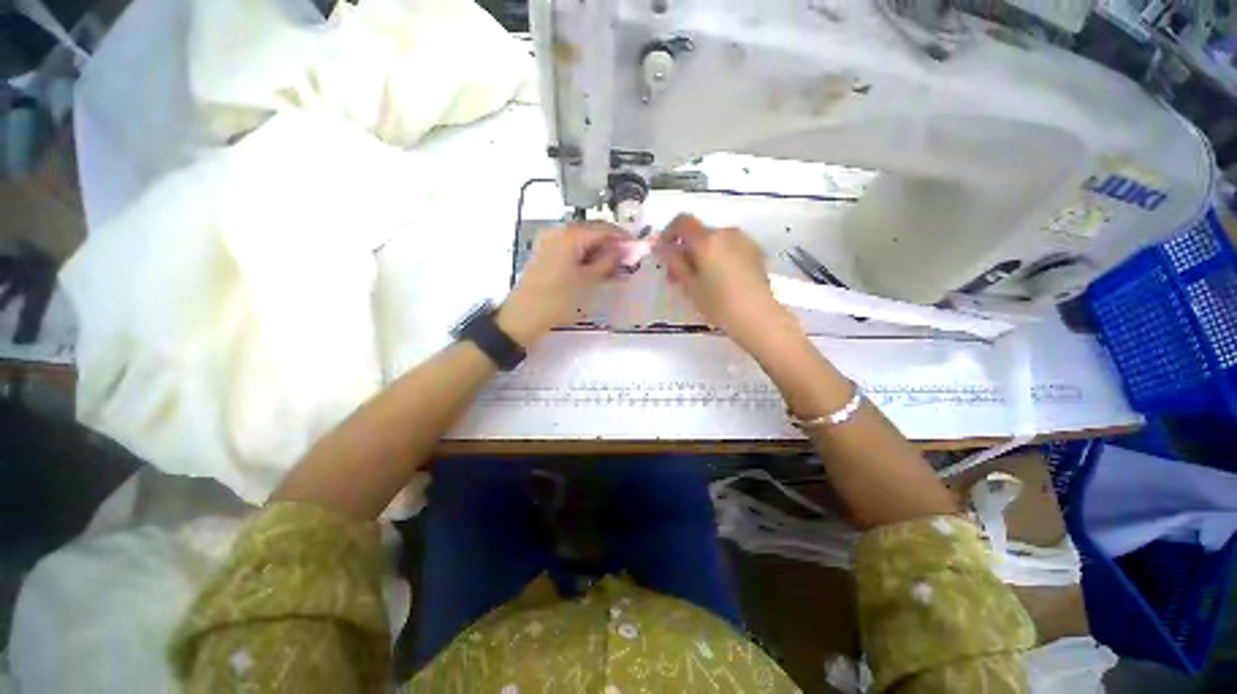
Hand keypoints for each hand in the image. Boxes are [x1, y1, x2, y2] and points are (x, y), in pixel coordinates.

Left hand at [498, 222, 624, 345]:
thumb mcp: (589, 281)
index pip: (604, 229)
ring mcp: (548, 241)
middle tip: (626, 261)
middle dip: (610, 244)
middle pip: (591, 231)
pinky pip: (570, 248)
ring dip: (598, 251)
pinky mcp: (544, 253)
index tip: (637, 249)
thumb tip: (624, 250)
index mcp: (570, 234)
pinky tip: (593, 269)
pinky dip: (584, 256)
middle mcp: (558, 231)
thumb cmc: (559, 299)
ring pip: (581, 240)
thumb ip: (609, 261)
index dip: (623, 238)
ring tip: (612, 268)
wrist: (524, 316)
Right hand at [654, 214, 783, 344]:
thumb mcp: (689, 285)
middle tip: (678, 276)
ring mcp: (744, 241)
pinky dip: (719, 257)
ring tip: (700, 280)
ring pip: (715, 241)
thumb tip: (660, 247)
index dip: (669, 233)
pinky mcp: (756, 252)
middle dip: (685, 249)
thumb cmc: (718, 304)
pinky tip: (720, 280)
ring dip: (703, 254)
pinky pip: (730, 248)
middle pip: (699, 233)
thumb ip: (673, 262)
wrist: (758, 317)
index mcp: (707, 240)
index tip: (663, 252)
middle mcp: (726, 233)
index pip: (683, 221)